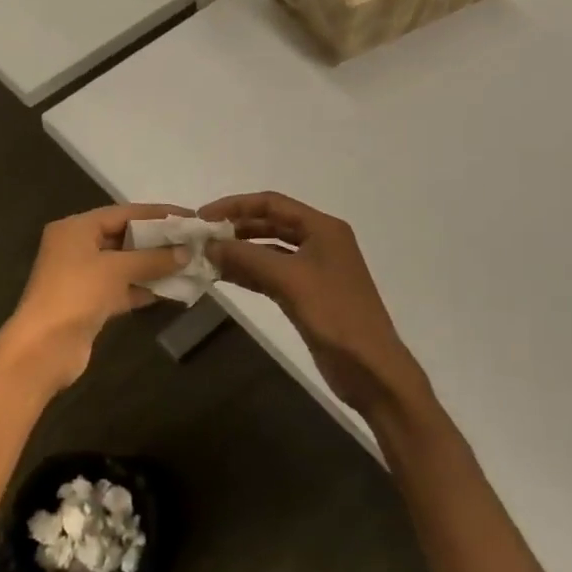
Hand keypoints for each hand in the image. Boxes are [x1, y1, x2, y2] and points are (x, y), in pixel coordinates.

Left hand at [0, 203, 188, 393]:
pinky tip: (172, 290)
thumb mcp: (116, 269)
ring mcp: (82, 277)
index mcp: (75, 228)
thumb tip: (186, 252)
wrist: (43, 348)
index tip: (189, 217)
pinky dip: (144, 288)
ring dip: (154, 266)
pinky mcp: (89, 303)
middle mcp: (76, 247)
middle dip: (157, 241)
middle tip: (193, 242)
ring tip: (190, 265)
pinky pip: (121, 288)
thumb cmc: (77, 295)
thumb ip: (153, 258)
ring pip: (124, 265)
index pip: (123, 213)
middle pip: (123, 237)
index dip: (157, 215)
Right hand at [199, 192, 426, 415]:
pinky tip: (222, 276)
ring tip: (206, 257)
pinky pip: (270, 274)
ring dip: (239, 252)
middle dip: (235, 228)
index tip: (203, 216)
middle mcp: (318, 242)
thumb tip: (209, 245)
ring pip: (268, 250)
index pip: (272, 203)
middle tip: (201, 238)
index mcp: (323, 228)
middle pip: (269, 224)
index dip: (235, 205)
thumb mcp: (289, 280)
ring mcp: (312, 269)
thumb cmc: (335, 314)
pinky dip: (248, 273)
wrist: (370, 368)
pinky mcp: (305, 294)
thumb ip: (247, 257)